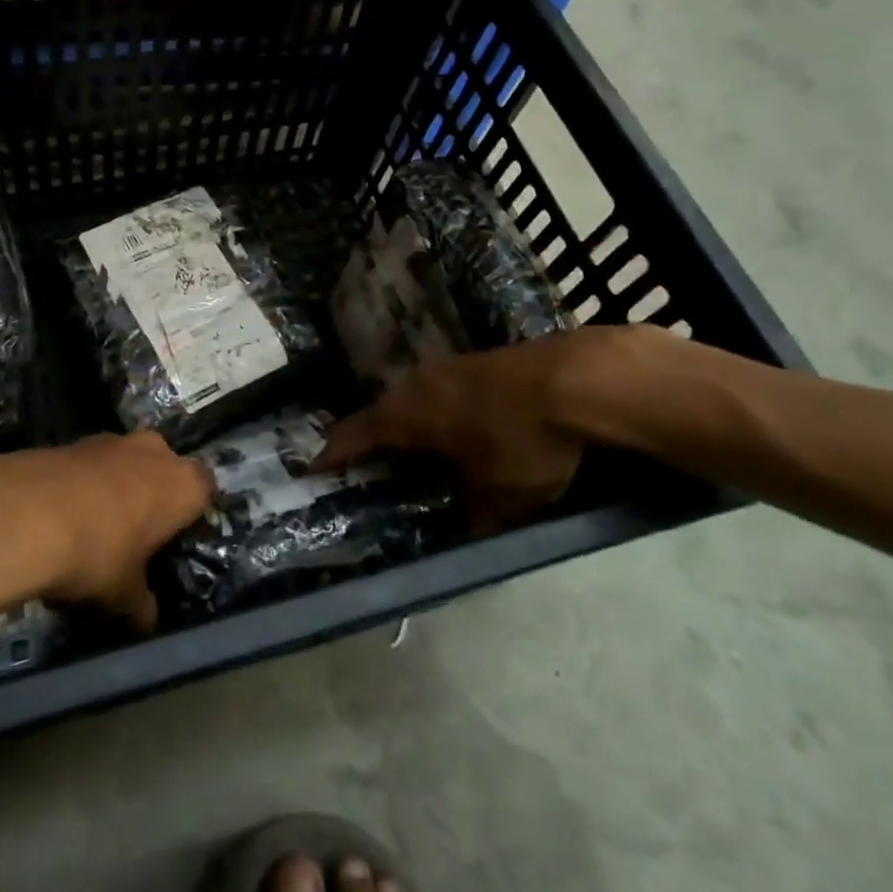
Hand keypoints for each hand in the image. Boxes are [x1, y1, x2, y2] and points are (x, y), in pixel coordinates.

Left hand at [0, 432, 213, 629]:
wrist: (27, 513)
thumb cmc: (98, 553)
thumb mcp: (123, 594)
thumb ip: (141, 604)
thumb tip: (147, 619)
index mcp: (183, 484)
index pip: (205, 489)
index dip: (191, 512)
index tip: (176, 537)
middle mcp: (154, 452)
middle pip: (164, 468)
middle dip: (153, 493)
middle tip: (138, 531)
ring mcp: (111, 440)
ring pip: (125, 462)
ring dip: (116, 485)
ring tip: (96, 525)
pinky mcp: (72, 440)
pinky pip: (89, 464)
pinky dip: (83, 483)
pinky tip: (63, 514)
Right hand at [319, 331, 607, 523]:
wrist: (577, 379)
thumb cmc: (522, 441)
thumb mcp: (500, 496)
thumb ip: (475, 516)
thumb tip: (467, 532)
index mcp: (405, 415)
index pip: (354, 434)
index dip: (333, 453)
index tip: (314, 468)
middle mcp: (416, 384)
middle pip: (382, 413)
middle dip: (373, 439)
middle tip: (370, 467)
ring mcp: (448, 366)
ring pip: (414, 398)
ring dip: (409, 423)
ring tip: (414, 449)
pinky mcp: (478, 360)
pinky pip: (442, 390)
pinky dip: (439, 412)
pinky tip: (460, 427)